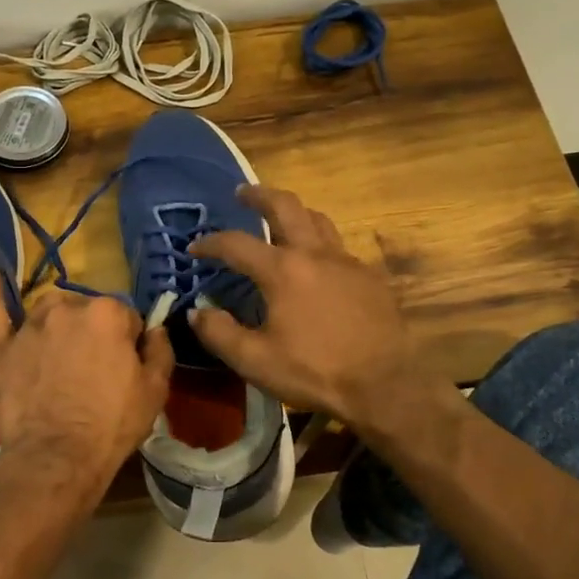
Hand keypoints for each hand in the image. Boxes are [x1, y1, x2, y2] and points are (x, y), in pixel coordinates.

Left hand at [0, 269, 172, 501]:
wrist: (57, 457)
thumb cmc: (112, 424)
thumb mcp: (155, 390)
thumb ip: (160, 350)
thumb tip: (155, 328)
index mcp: (108, 313)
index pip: (126, 317)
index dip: (128, 344)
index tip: (125, 369)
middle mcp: (67, 308)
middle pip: (87, 311)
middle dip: (94, 334)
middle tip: (95, 372)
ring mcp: (30, 325)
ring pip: (49, 311)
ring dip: (59, 324)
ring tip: (61, 357)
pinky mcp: (1, 346)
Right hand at [189, 186, 431, 433]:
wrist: (384, 386)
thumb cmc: (315, 372)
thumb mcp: (254, 360)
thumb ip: (219, 333)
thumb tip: (197, 313)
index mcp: (283, 270)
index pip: (236, 243)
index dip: (210, 242)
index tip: (194, 247)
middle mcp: (315, 254)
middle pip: (285, 206)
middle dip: (259, 195)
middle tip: (242, 192)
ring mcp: (347, 262)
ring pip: (318, 219)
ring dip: (294, 211)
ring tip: (280, 218)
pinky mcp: (369, 277)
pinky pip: (338, 247)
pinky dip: (319, 242)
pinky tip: (315, 264)